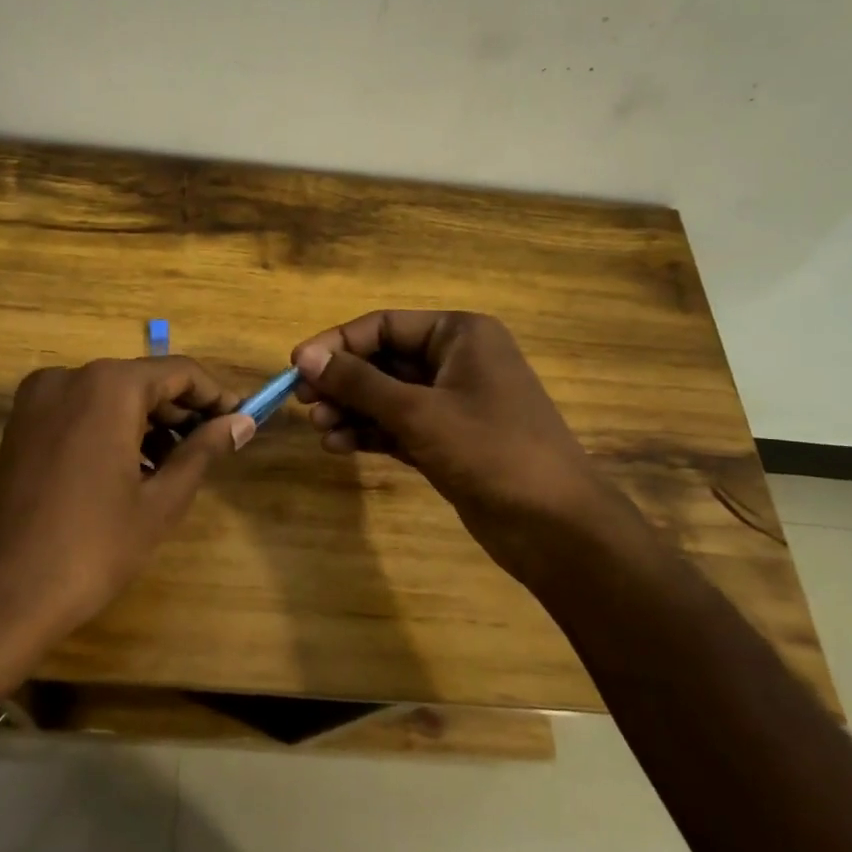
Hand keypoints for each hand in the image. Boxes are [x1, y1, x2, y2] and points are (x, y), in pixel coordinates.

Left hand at [0, 356, 254, 692]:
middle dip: (181, 411)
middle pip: (142, 380)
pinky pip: (80, 412)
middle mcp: (68, 377)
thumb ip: (203, 452)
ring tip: (177, 466)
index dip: (215, 395)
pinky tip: (133, 469)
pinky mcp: (20, 426)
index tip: (242, 421)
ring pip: (110, 396)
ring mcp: (37, 400)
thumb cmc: (91, 548)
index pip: (179, 372)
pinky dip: (112, 430)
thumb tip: (241, 422)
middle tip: (214, 448)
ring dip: (148, 423)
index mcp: (107, 386)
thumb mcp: (160, 502)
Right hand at [291, 311, 630, 581]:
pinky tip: (339, 445)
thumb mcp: (417, 412)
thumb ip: (358, 382)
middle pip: (383, 360)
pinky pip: (398, 426)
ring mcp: (453, 403)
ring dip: (351, 410)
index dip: (337, 344)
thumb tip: (304, 356)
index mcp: (459, 335)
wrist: (555, 525)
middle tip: (303, 404)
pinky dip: (370, 433)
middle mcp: (456, 361)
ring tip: (320, 430)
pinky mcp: (448, 440)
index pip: (384, 326)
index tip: (296, 367)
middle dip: (343, 382)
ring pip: (388, 396)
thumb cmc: (490, 450)